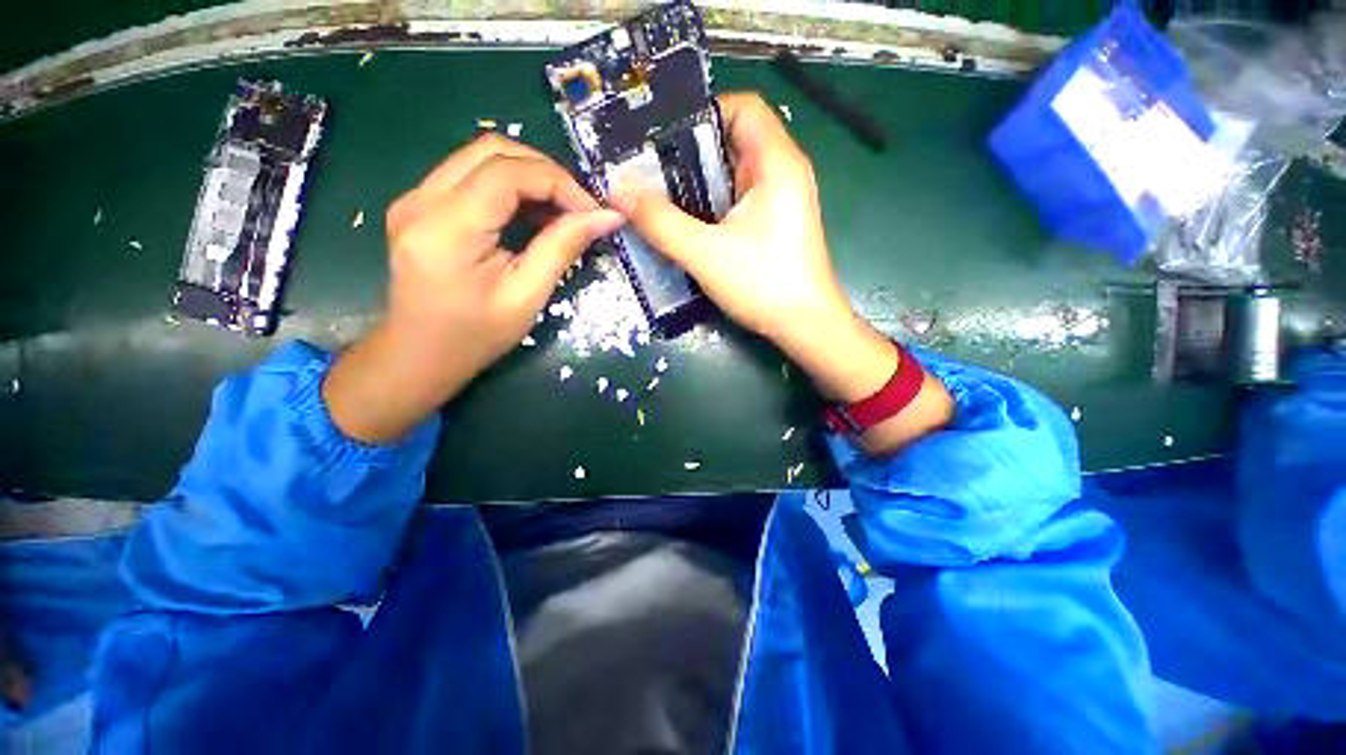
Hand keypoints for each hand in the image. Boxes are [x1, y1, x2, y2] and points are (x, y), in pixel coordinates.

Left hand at [325, 135, 622, 442]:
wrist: (420, 355)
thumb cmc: (476, 336)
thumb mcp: (527, 296)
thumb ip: (562, 248)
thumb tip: (606, 217)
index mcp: (447, 228)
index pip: (508, 172)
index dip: (559, 182)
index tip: (593, 211)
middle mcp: (421, 199)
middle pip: (492, 150)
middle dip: (546, 171)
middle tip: (579, 207)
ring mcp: (415, 198)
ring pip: (480, 156)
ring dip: (529, 175)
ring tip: (560, 211)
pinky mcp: (419, 204)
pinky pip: (470, 175)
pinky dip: (509, 186)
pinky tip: (530, 213)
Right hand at [613, 93, 951, 450]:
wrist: (805, 326)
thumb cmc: (763, 284)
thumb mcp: (705, 253)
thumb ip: (660, 222)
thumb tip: (617, 190)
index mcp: (777, 163)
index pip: (742, 108)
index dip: (702, 114)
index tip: (663, 140)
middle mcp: (783, 173)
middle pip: (733, 141)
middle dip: (690, 154)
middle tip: (649, 173)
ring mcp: (780, 201)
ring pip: (732, 174)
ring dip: (697, 184)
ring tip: (659, 198)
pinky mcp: (773, 225)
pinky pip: (737, 201)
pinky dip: (711, 205)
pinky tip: (686, 224)